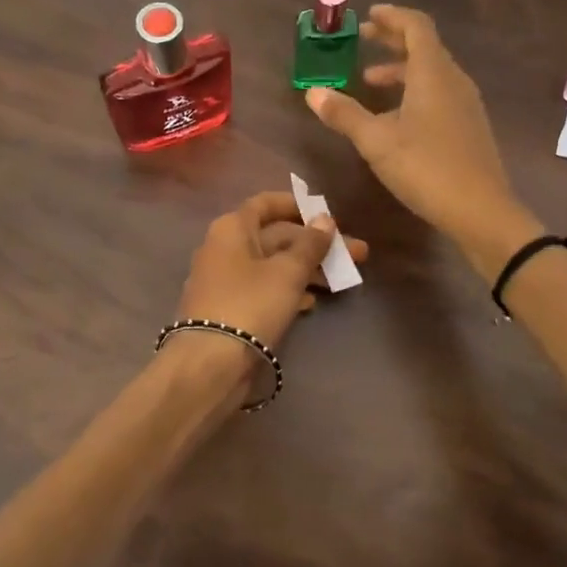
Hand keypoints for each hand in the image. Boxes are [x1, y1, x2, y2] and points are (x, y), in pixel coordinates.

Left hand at [172, 191, 370, 355]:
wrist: (210, 363)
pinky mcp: (229, 309)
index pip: (266, 203)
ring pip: (272, 265)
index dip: (297, 205)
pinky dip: (288, 290)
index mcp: (232, 228)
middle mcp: (224, 248)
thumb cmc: (251, 304)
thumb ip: (310, 244)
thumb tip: (325, 219)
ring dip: (306, 269)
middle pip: (275, 237)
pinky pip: (263, 289)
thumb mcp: (288, 272)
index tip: (326, 214)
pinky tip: (313, 302)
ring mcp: (225, 280)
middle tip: (355, 254)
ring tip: (342, 280)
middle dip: (315, 244)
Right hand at [306, 5, 538, 275]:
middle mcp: (454, 81)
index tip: (370, 15)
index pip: (416, 27)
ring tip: (370, 82)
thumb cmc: (426, 168)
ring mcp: (466, 104)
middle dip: (393, 40)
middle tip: (365, 39)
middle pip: (425, 47)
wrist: (481, 211)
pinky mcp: (469, 127)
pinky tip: (395, 118)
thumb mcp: (376, 142)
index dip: (392, 16)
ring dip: (401, 70)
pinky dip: (414, 91)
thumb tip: (313, 92)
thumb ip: (344, 114)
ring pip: (432, 73)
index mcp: (433, 73)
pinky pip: (439, 94)